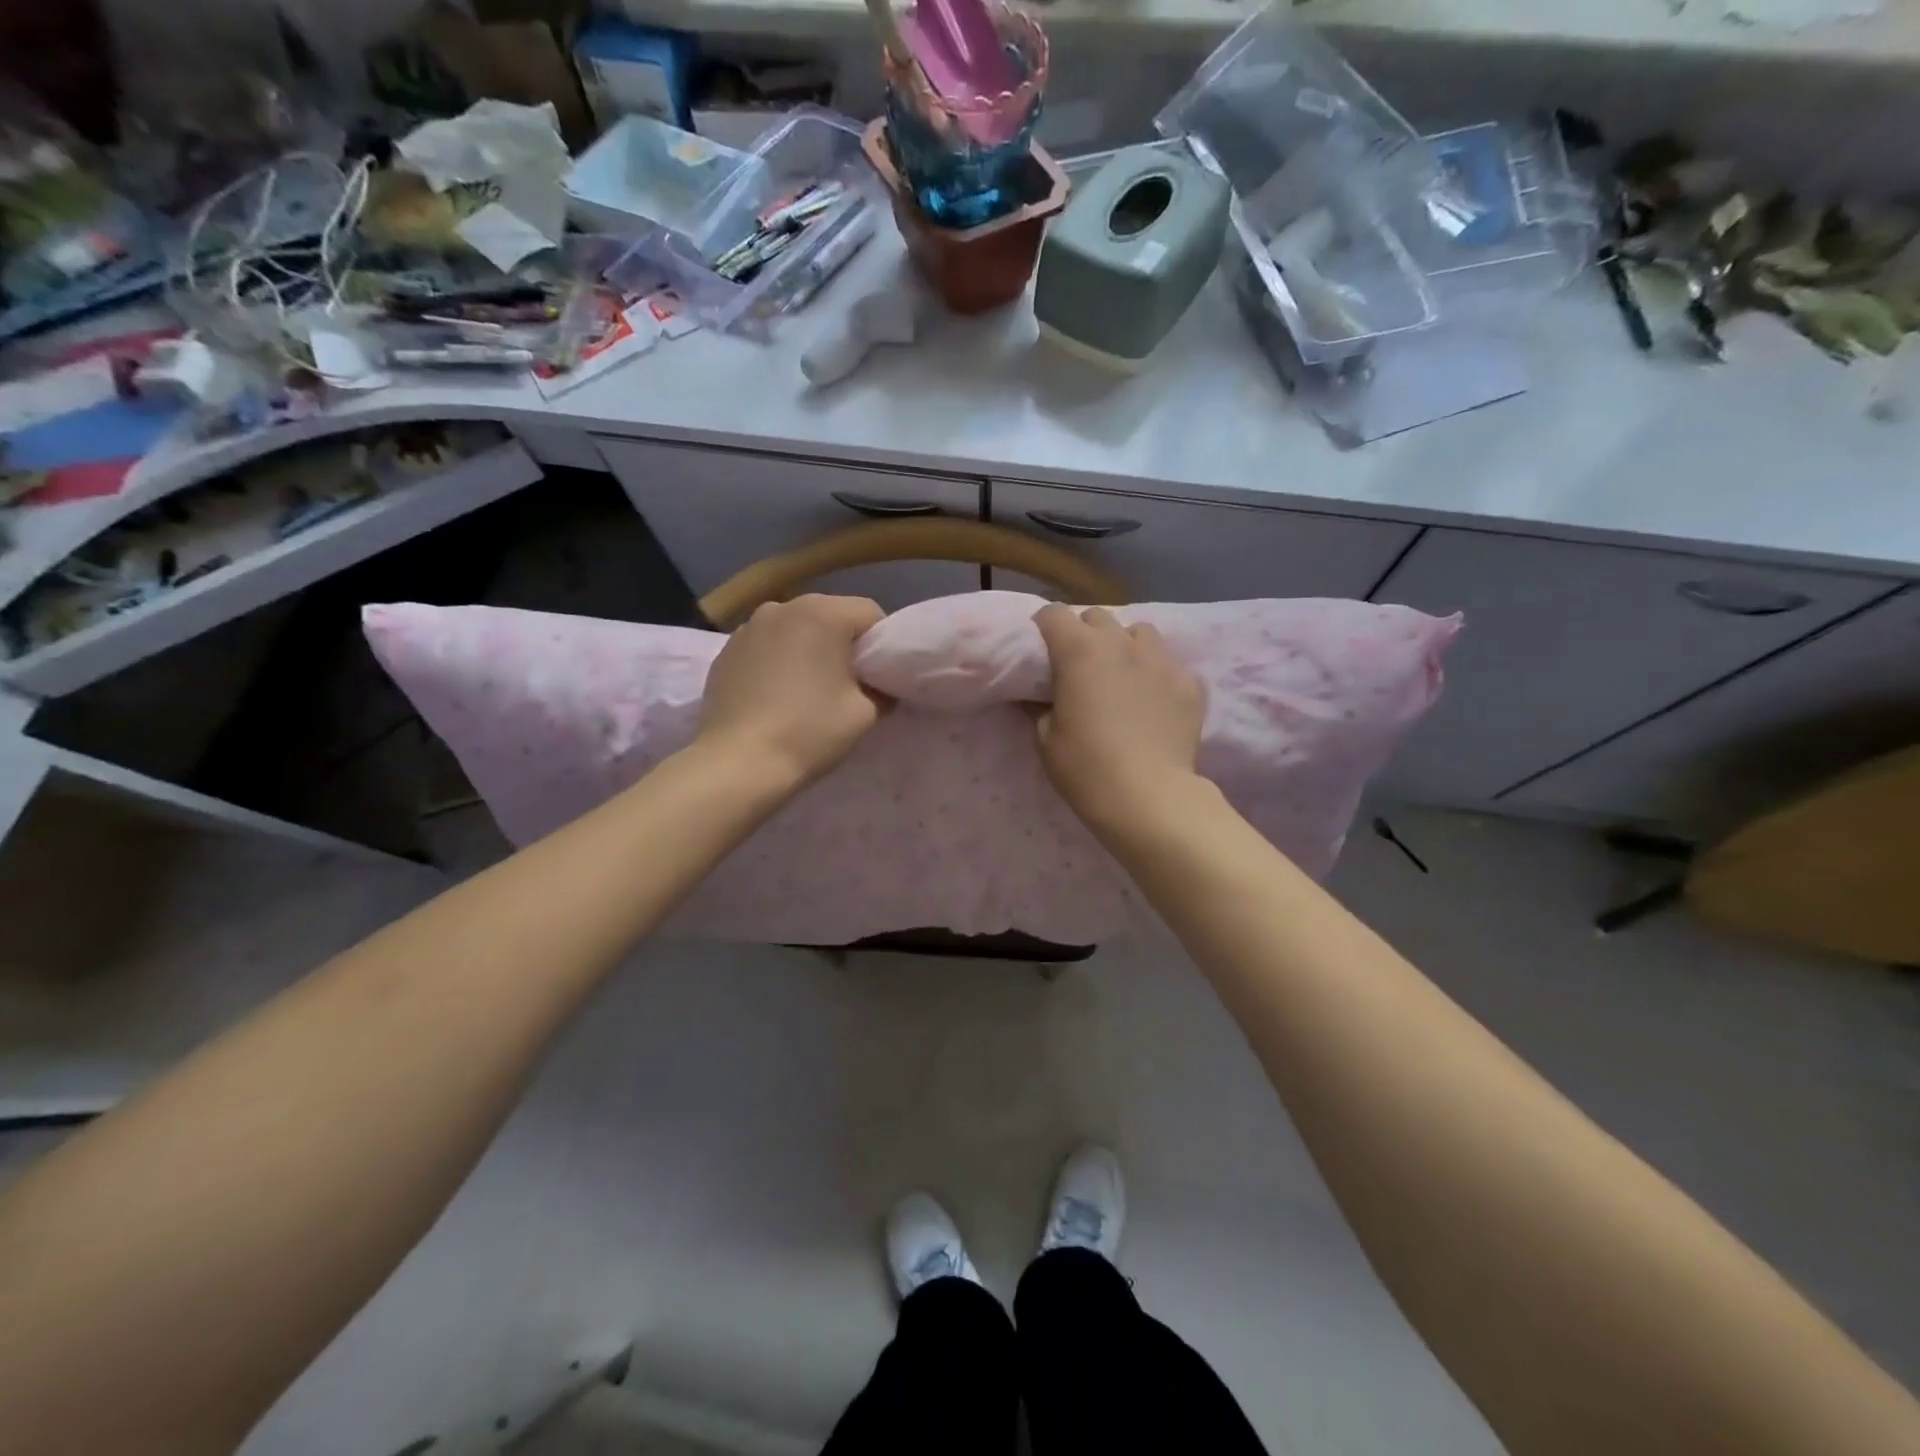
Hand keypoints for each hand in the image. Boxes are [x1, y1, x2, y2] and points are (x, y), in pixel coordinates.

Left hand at [697, 594, 888, 786]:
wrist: (739, 763)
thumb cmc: (809, 731)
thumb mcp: (865, 714)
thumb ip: (881, 689)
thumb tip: (878, 686)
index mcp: (823, 613)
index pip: (869, 613)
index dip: (882, 643)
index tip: (878, 676)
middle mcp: (783, 607)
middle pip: (830, 616)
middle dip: (843, 644)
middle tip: (848, 684)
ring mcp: (748, 626)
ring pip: (795, 629)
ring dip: (808, 649)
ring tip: (807, 689)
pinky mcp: (726, 650)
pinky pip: (766, 646)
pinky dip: (777, 660)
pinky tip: (775, 695)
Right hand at [1031, 604, 1205, 831]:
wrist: (1149, 797)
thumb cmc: (1086, 767)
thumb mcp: (1046, 740)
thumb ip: (1040, 707)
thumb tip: (1038, 696)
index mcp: (1078, 650)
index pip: (1054, 614)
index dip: (1044, 629)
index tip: (1041, 651)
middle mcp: (1121, 642)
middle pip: (1097, 617)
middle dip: (1084, 633)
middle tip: (1080, 666)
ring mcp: (1161, 659)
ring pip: (1140, 632)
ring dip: (1125, 645)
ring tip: (1123, 674)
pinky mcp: (1190, 682)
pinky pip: (1170, 663)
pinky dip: (1157, 674)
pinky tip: (1155, 700)